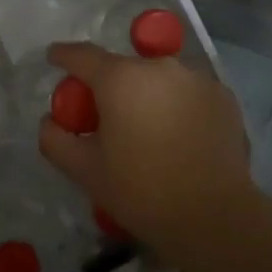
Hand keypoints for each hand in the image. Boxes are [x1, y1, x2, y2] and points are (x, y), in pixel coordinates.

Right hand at [38, 42, 258, 260]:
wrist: (213, 215)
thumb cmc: (141, 191)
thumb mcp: (86, 172)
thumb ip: (56, 140)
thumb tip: (49, 120)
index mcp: (121, 79)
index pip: (83, 55)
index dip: (64, 56)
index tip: (54, 58)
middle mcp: (159, 66)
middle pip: (125, 68)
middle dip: (111, 86)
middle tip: (106, 117)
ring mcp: (196, 78)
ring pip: (160, 79)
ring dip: (148, 95)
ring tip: (149, 130)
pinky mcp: (223, 95)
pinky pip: (189, 92)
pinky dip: (179, 105)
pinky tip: (180, 136)